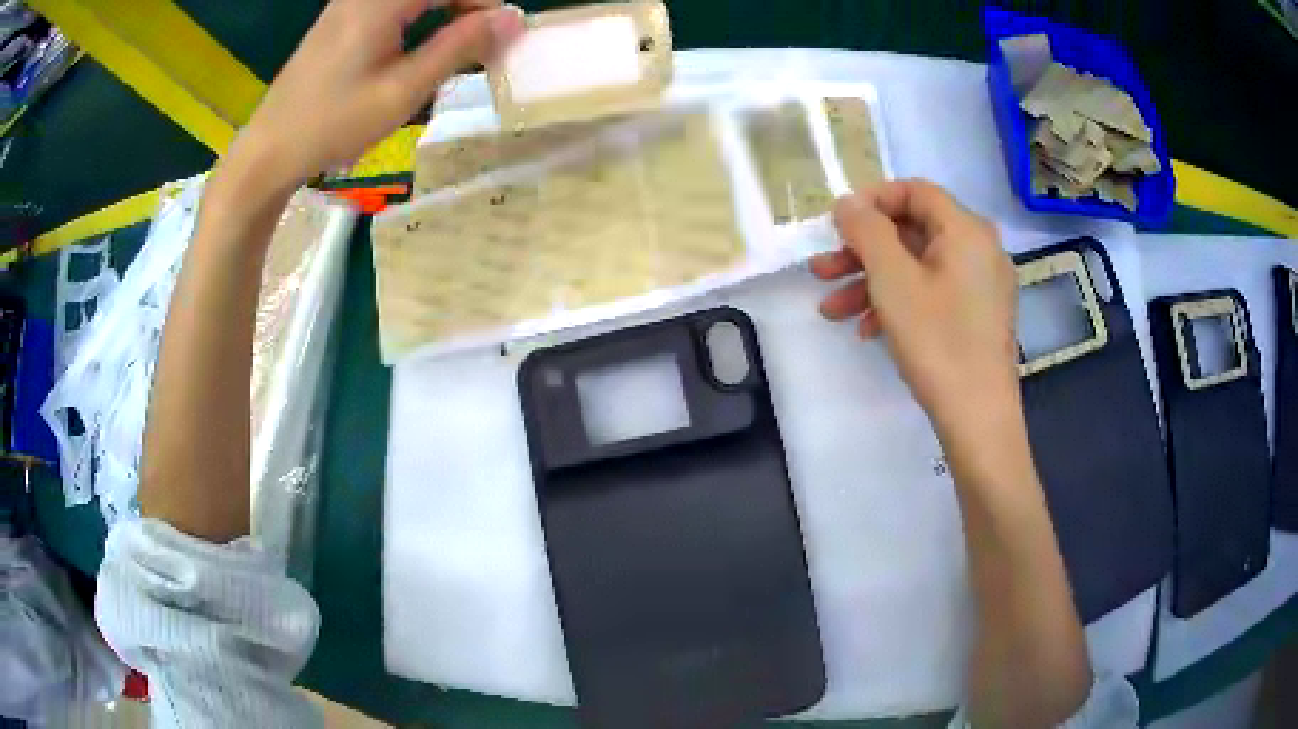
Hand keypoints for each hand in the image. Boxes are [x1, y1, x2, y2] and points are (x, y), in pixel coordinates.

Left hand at [225, 0, 523, 191]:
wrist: (269, 149)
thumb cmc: (334, 124)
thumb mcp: (403, 90)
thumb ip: (459, 47)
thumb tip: (512, 17)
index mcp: (381, 2)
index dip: (484, 2)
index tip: (501, 34)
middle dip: (466, 5)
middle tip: (481, 42)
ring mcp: (349, 2)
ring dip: (444, 9)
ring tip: (457, 44)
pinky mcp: (340, 17)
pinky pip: (392, 2)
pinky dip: (419, 13)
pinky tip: (421, 42)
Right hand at [811, 180, 1018, 437]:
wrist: (978, 418)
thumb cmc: (937, 342)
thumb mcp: (892, 280)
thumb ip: (866, 230)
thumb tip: (848, 203)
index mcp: (966, 230)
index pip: (915, 191)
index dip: (872, 200)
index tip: (837, 224)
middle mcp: (980, 249)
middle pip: (913, 231)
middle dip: (863, 251)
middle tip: (822, 270)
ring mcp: (982, 285)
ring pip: (919, 267)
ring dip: (872, 282)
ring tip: (832, 310)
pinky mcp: (978, 315)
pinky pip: (933, 292)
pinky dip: (899, 302)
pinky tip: (867, 329)